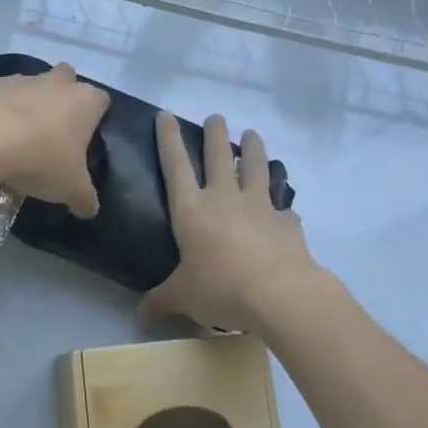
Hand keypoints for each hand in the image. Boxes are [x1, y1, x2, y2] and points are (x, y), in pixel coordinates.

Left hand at [0, 63, 108, 216]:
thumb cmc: (40, 160)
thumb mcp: (70, 189)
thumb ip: (84, 198)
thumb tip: (90, 209)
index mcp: (84, 101)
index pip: (101, 101)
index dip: (94, 118)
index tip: (83, 141)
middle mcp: (55, 82)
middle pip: (65, 81)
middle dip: (59, 101)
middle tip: (50, 135)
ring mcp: (20, 80)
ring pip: (28, 89)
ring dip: (24, 109)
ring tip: (12, 147)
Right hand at [141, 111, 319, 332]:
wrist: (280, 294)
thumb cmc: (221, 288)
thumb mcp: (183, 297)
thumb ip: (162, 300)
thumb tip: (141, 313)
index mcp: (191, 209)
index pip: (174, 164)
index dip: (168, 137)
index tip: (166, 114)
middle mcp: (224, 197)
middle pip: (218, 154)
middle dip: (215, 132)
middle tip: (217, 117)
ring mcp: (259, 204)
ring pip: (256, 166)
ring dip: (254, 148)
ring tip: (253, 134)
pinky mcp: (286, 220)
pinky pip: (283, 206)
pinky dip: (282, 204)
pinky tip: (285, 208)